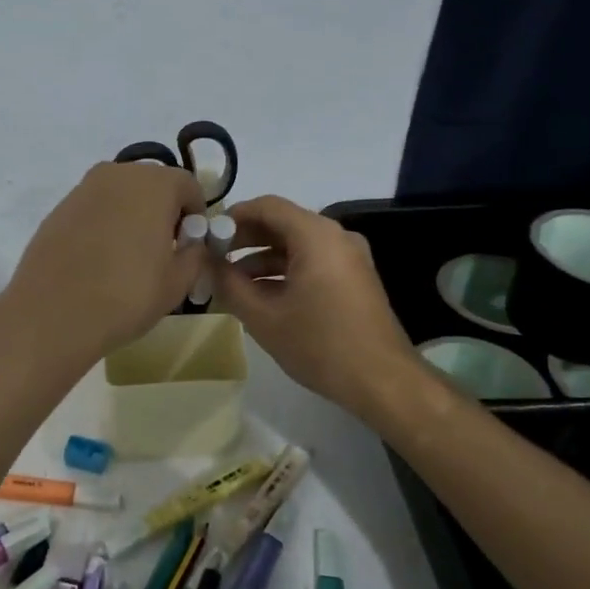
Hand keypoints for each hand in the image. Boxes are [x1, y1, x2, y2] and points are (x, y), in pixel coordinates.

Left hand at [4, 162, 207, 360]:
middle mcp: (117, 174)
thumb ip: (195, 254)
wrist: (53, 313)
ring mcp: (82, 189)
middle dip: (163, 210)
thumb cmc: (127, 295)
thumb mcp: (178, 282)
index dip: (195, 214)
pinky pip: (93, 209)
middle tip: (162, 250)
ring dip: (131, 216)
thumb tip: (192, 244)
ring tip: (128, 257)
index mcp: (154, 184)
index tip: (190, 245)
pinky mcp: (58, 209)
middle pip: (152, 184)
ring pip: (120, 195)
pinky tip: (98, 260)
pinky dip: (103, 225)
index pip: (188, 186)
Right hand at [212, 195, 423, 415]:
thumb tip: (206, 264)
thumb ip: (229, 285)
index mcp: (316, 236)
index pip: (267, 206)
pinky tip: (260, 295)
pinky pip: (312, 261)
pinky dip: (284, 271)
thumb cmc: (320, 345)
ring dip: (262, 258)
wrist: (383, 382)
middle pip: (282, 223)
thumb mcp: (263, 317)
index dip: (232, 217)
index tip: (207, 237)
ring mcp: (348, 257)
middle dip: (245, 238)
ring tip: (231, 282)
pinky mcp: (353, 278)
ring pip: (296, 245)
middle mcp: (336, 237)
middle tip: (213, 259)